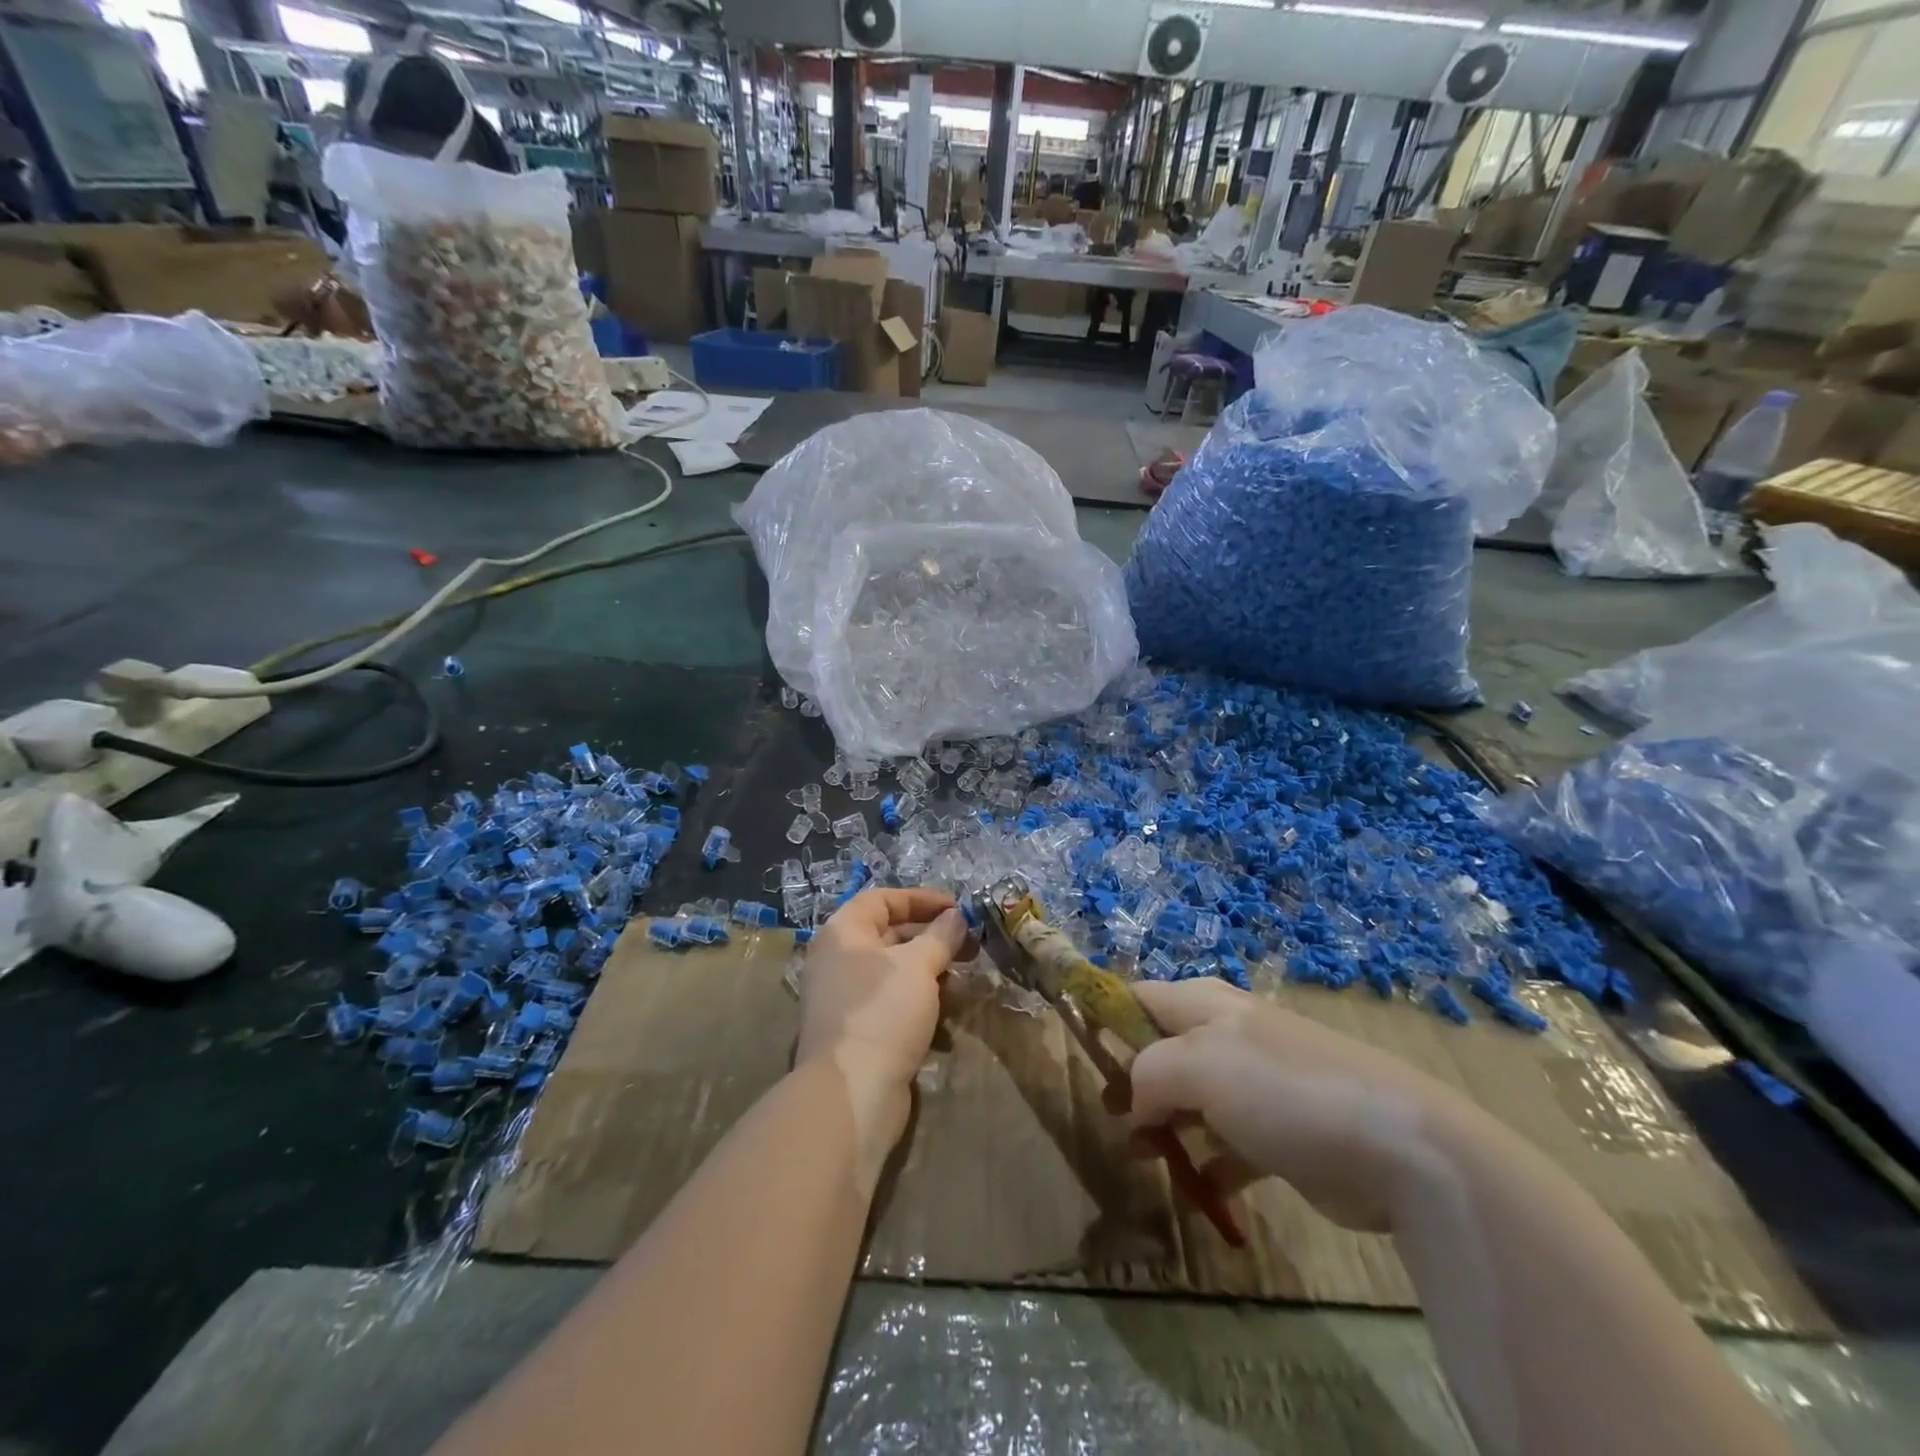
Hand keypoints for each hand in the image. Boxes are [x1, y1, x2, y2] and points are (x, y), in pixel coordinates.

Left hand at [796, 889, 969, 1184]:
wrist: (851, 1093)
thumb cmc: (882, 1012)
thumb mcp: (918, 965)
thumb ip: (940, 935)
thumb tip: (956, 916)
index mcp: (843, 933)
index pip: (882, 899)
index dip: (921, 899)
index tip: (958, 909)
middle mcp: (838, 960)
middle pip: (890, 935)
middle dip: (933, 939)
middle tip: (971, 947)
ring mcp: (845, 999)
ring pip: (895, 974)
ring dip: (932, 975)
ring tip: (966, 984)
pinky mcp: (858, 1033)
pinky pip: (893, 1005)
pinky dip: (920, 1006)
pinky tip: (948, 1021)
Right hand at [1128, 978, 1476, 1231]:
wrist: (1398, 1148)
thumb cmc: (1285, 1089)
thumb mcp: (1200, 1065)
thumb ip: (1148, 1073)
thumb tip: (1130, 1103)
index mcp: (1205, 1005)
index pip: (1139, 996)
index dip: (1105, 1016)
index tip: (1078, 1051)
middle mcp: (1228, 1036)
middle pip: (1162, 1049)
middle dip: (1131, 1080)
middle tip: (1110, 1118)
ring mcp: (1257, 1086)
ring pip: (1191, 1099)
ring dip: (1164, 1125)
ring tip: (1139, 1156)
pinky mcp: (1281, 1135)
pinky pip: (1227, 1144)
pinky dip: (1206, 1162)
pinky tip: (1195, 1186)